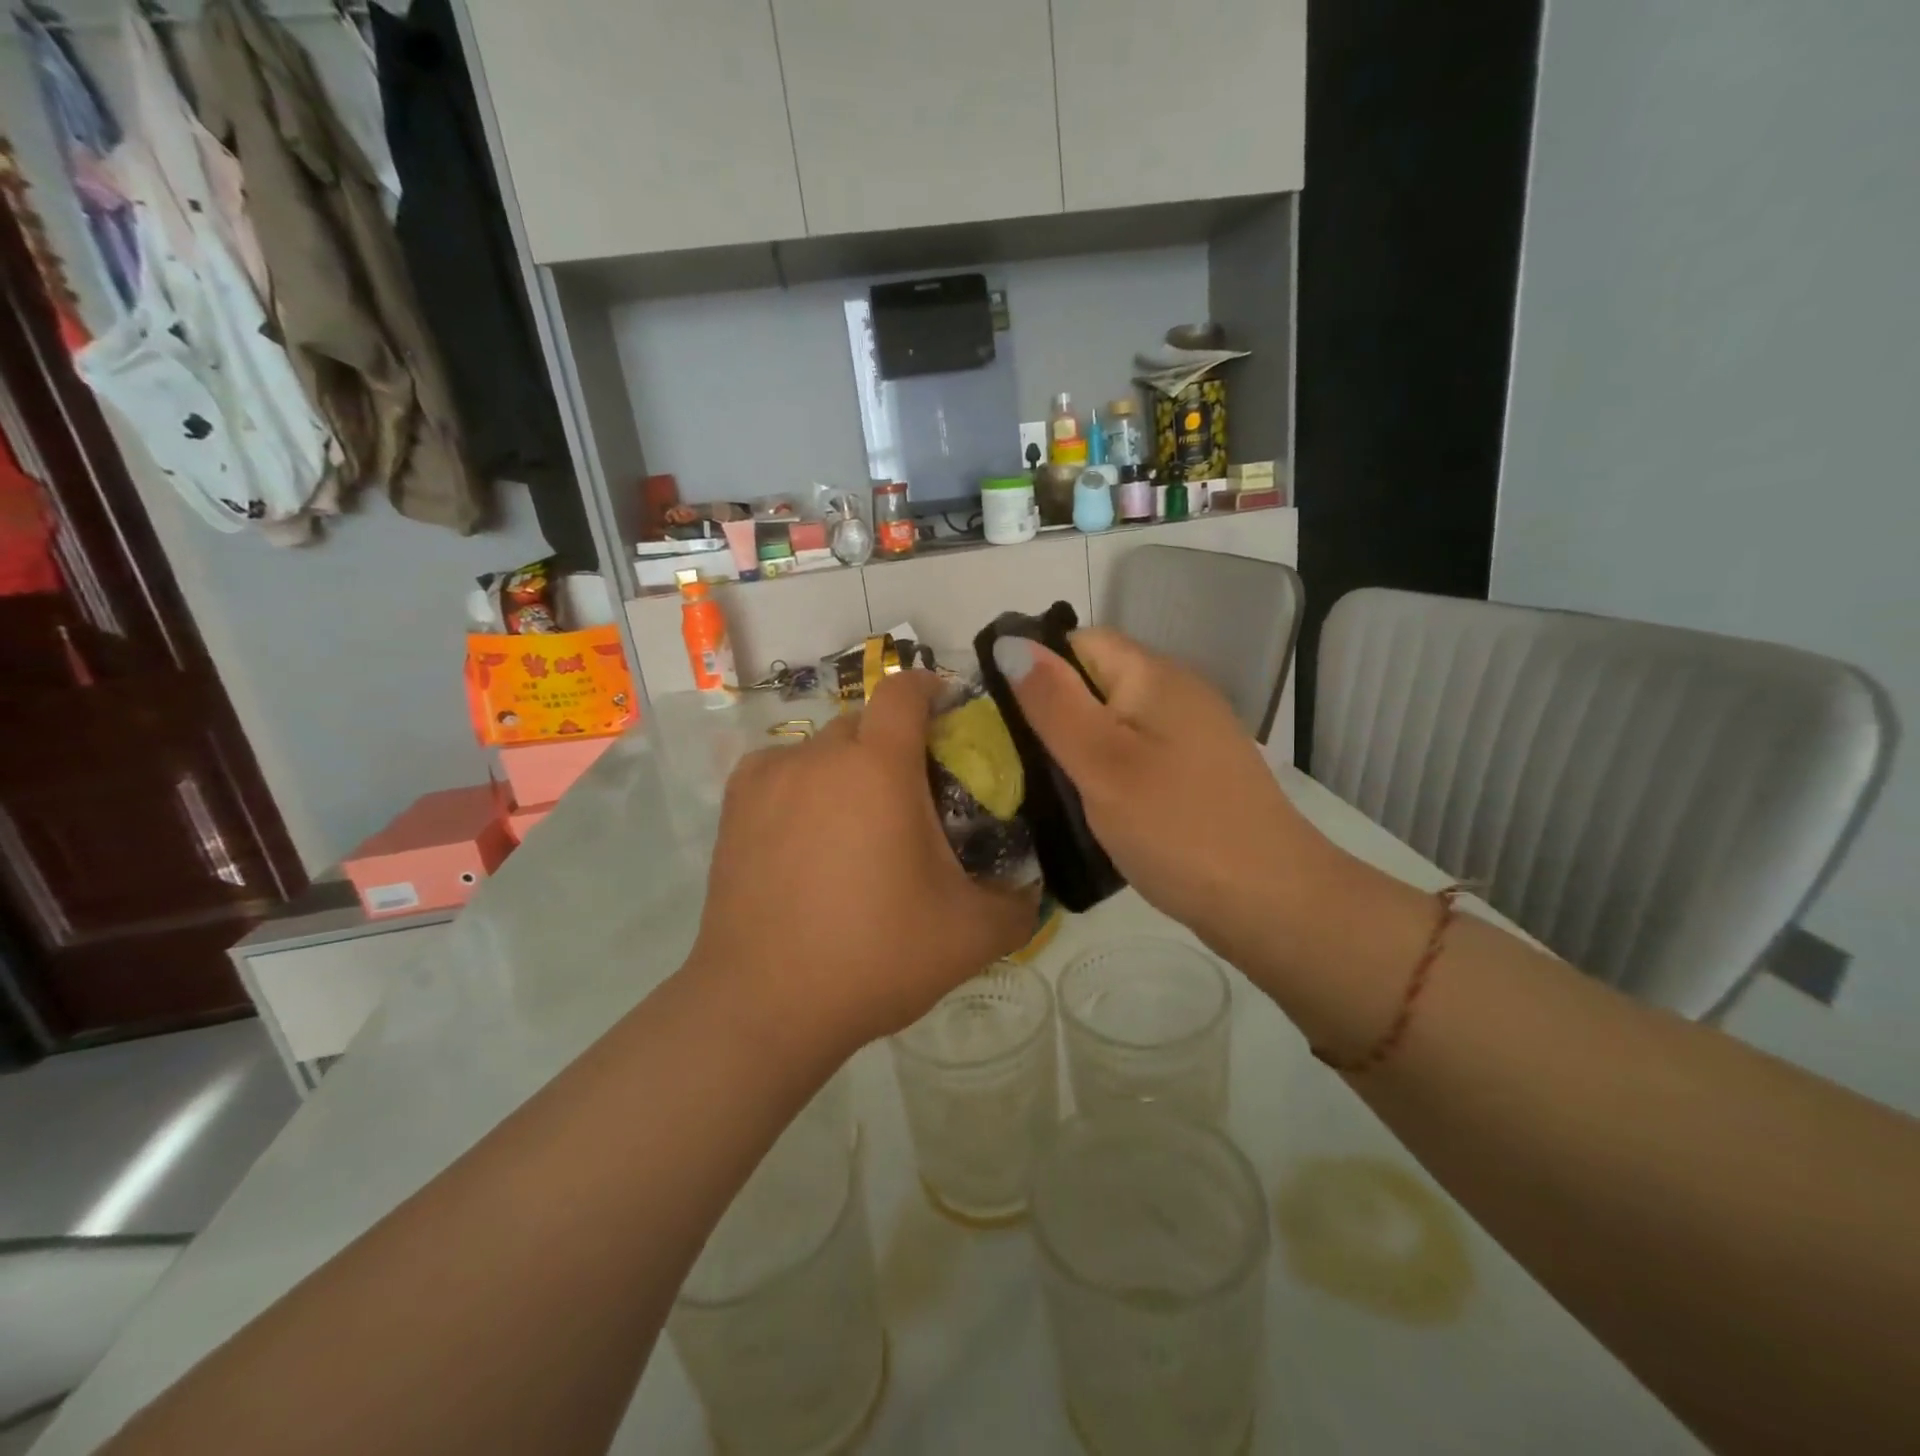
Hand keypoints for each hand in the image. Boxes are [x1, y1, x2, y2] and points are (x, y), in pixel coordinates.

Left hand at [687, 672, 1038, 1061]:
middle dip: (894, 744)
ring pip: (821, 748)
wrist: (766, 1004)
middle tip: (913, 796)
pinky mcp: (734, 805)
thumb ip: (1018, 904)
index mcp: (880, 766)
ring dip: (846, 768)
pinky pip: (780, 770)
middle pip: (866, 722)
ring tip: (856, 824)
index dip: (932, 690)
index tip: (950, 715)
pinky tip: (807, 832)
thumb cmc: (875, 956)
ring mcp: (770, 777)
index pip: (906, 689)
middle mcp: (821, 754)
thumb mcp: (971, 936)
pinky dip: (801, 785)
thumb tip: (1034, 889)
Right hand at [993, 629, 1334, 962]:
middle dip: (1054, 713)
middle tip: (1020, 762)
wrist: (1270, 900)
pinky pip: (1137, 754)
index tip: (1006, 720)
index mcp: (1154, 676)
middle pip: (1097, 681)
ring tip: (1049, 788)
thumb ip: (1052, 702)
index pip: (1080, 642)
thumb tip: (1008, 643)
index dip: (1038, 669)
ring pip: (1115, 722)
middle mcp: (1177, 693)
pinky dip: (1108, 771)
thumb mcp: (1101, 762)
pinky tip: (1095, 806)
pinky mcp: (1196, 773)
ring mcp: (1192, 735)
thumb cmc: (1176, 827)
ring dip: (1079, 747)